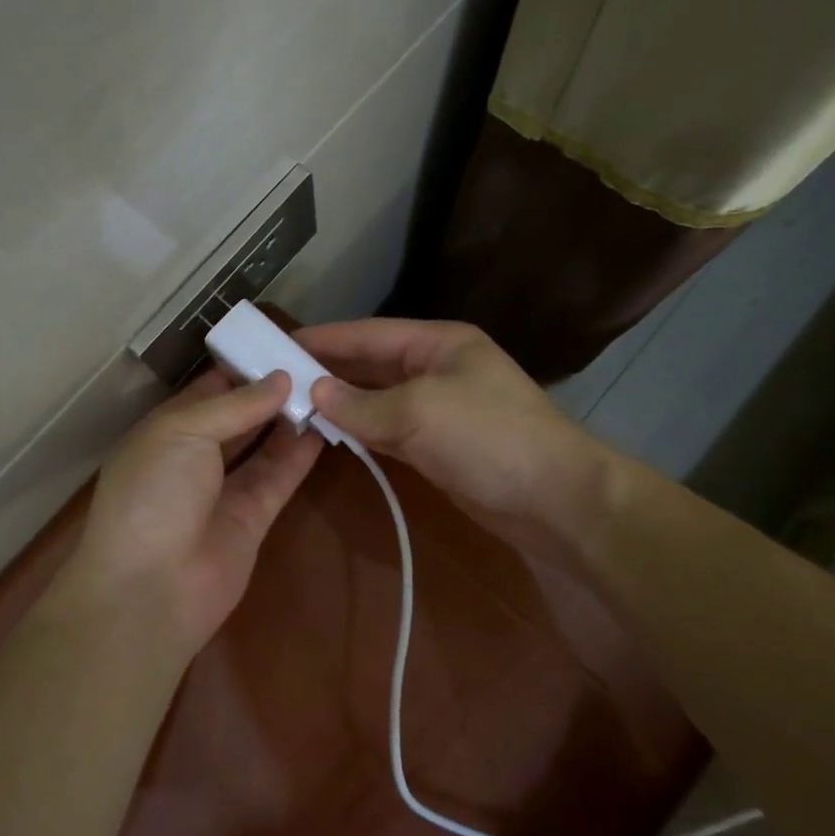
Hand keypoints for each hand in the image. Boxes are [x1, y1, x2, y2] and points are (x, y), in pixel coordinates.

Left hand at [62, 369, 322, 659]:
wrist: (151, 588)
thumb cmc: (154, 494)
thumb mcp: (183, 432)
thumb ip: (235, 405)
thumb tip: (280, 378)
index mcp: (168, 429)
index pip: (210, 389)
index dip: (243, 367)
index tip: (282, 346)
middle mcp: (195, 455)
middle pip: (239, 416)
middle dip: (270, 392)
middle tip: (315, 365)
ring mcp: (223, 488)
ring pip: (262, 445)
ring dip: (289, 420)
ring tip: (326, 389)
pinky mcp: (252, 518)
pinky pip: (278, 477)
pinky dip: (299, 454)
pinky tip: (324, 427)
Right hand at [299, 318, 615, 564]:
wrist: (557, 501)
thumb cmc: (489, 438)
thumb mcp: (419, 412)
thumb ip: (361, 404)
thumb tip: (314, 392)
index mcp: (438, 343)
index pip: (369, 334)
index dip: (325, 338)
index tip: (280, 343)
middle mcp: (436, 368)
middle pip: (371, 365)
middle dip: (328, 371)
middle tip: (277, 377)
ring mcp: (439, 408)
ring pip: (377, 399)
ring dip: (341, 403)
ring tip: (292, 405)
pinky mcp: (439, 445)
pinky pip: (389, 430)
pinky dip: (361, 430)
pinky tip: (330, 432)